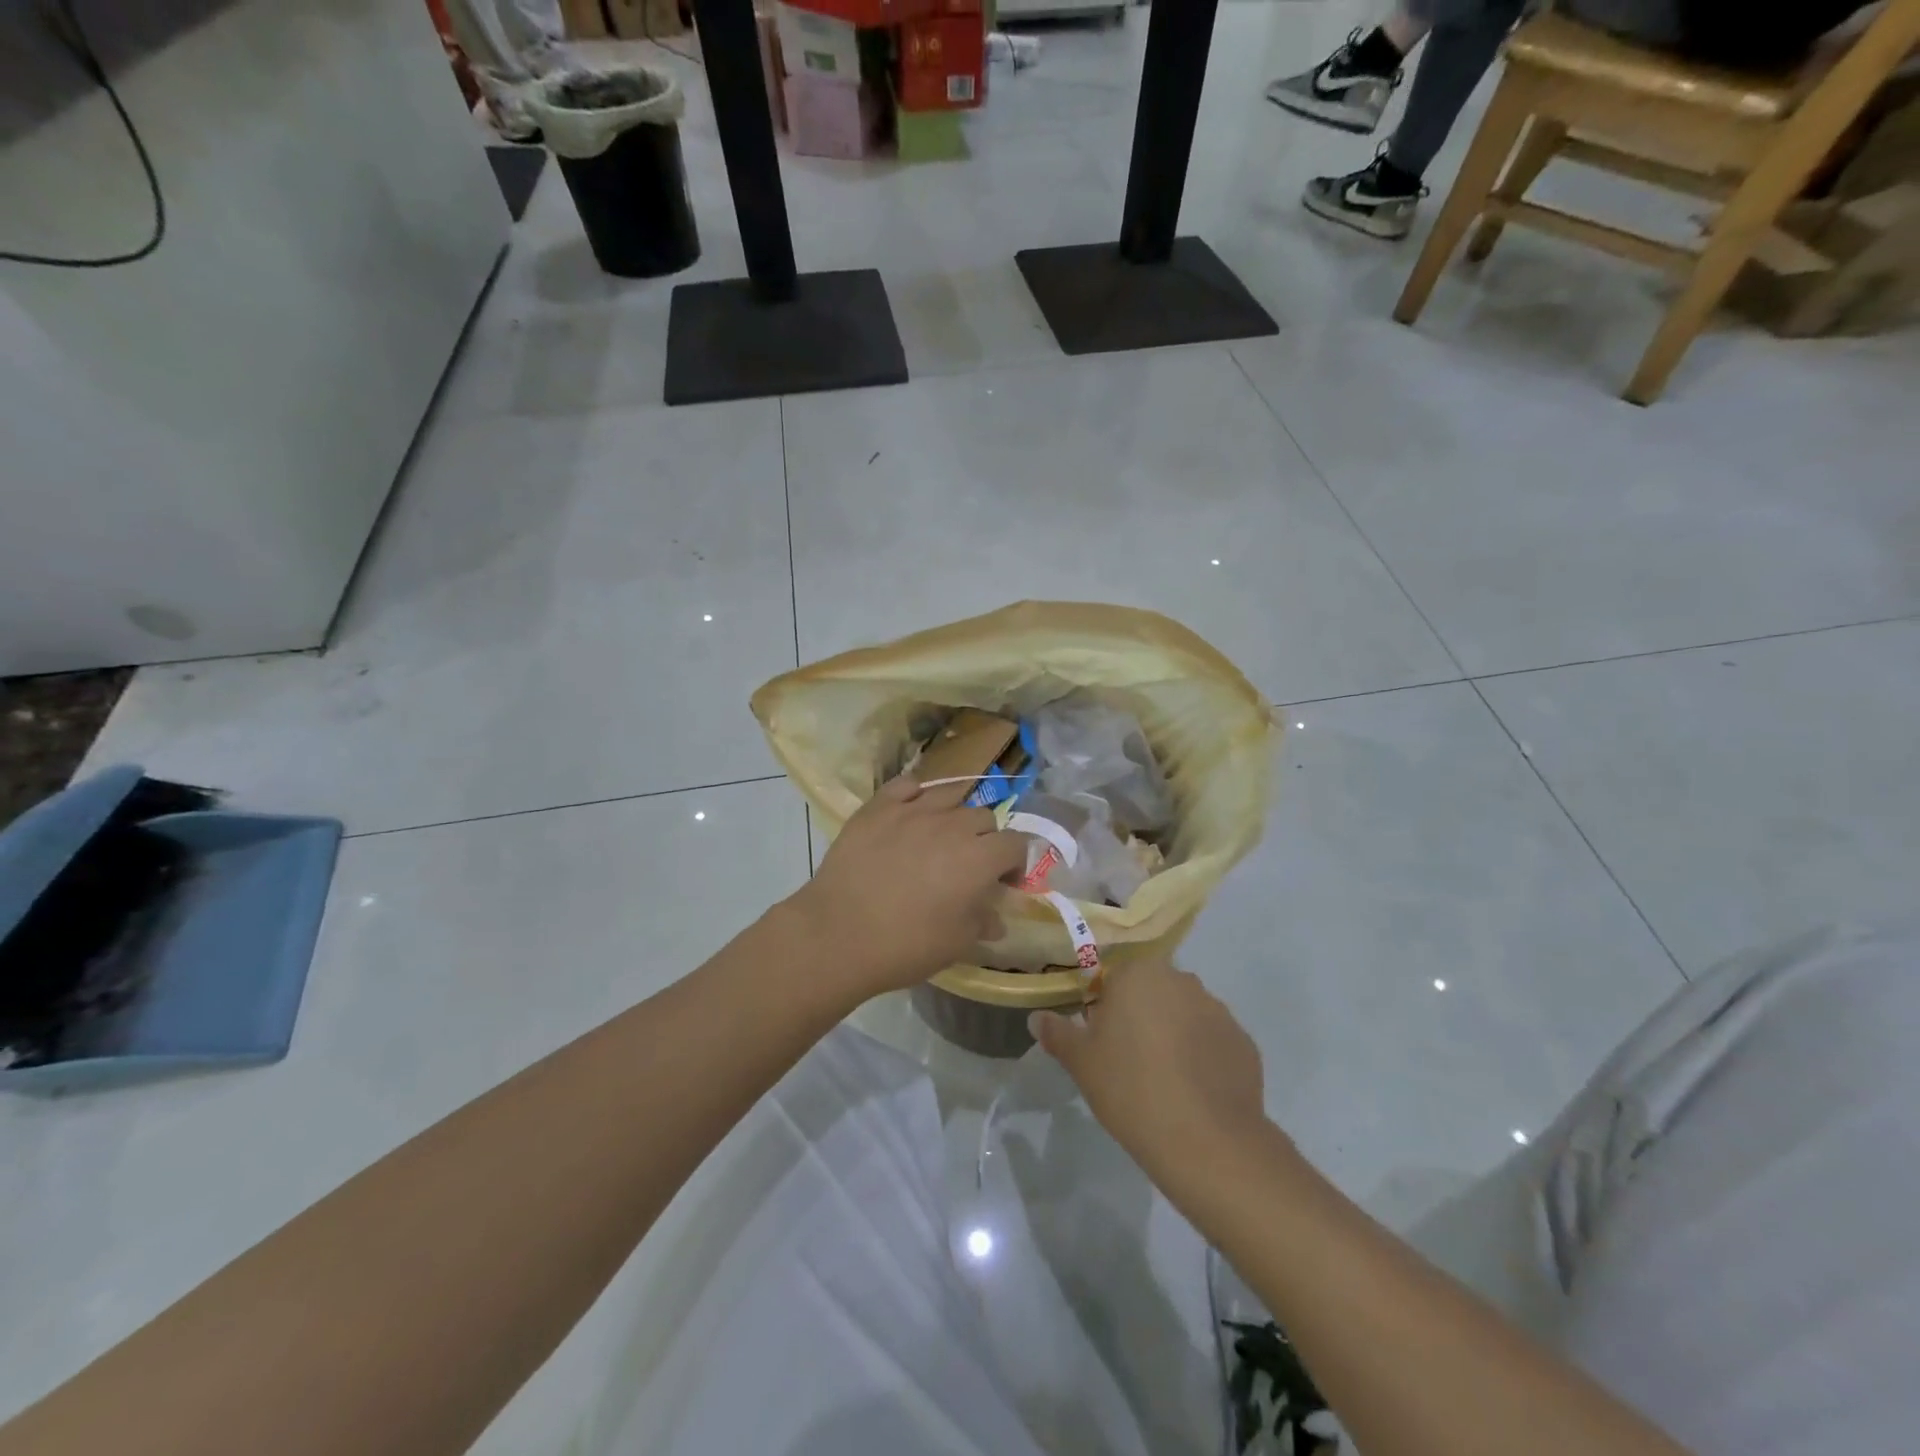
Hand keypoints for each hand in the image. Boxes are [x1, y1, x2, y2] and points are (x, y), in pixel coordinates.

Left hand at [788, 775, 1027, 999]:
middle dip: (985, 839)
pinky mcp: (878, 807)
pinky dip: (916, 794)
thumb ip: (982, 924)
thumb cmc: (905, 945)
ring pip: (950, 795)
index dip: (1016, 862)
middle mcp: (952, 825)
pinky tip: (910, 812)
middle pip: (984, 818)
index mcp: (979, 858)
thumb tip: (995, 919)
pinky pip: (907, 785)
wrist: (838, 934)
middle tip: (969, 865)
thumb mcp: (956, 944)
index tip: (1004, 883)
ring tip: (941, 836)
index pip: (1017, 844)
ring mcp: (913, 810)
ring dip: (955, 815)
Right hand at [1030, 960, 1275, 1191]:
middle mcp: (1182, 980)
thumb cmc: (1131, 1089)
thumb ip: (1058, 1034)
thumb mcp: (1082, 1063)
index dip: (1104, 1006)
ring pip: (1184, 1014)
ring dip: (1172, 1034)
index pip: (1114, 976)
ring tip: (1163, 1080)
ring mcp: (1219, 1010)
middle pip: (1151, 991)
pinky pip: (1212, 1041)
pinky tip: (1192, 1092)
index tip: (1100, 1039)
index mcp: (1139, 974)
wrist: (1208, 1143)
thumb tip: (1038, 1018)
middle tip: (1126, 1060)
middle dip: (1139, 1016)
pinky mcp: (1244, 1043)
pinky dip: (1201, 1057)